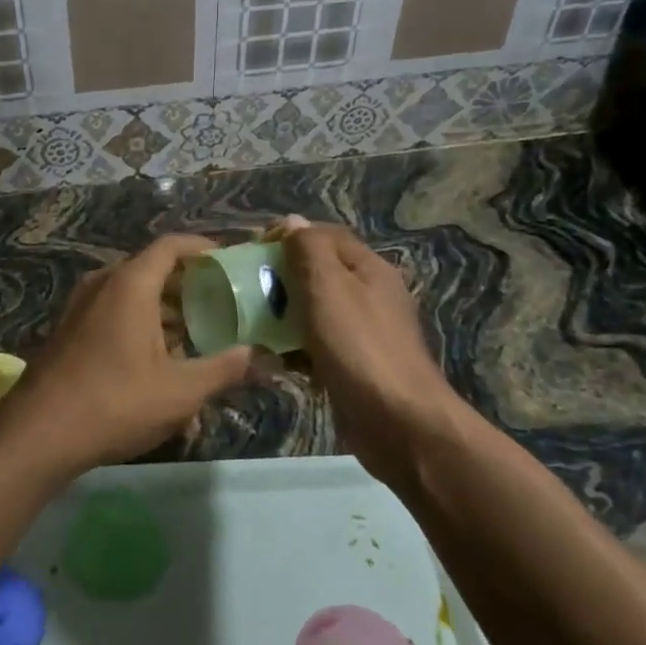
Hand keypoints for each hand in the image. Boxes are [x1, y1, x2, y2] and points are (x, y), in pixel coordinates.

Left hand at [6, 236, 254, 474]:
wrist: (39, 432)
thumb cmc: (116, 402)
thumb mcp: (180, 391)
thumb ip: (223, 369)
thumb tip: (256, 355)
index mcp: (130, 284)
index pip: (171, 246)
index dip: (203, 248)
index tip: (229, 261)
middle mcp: (103, 284)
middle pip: (152, 270)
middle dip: (187, 285)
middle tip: (220, 304)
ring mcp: (81, 306)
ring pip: (131, 295)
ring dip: (164, 310)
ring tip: (195, 338)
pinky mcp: (69, 330)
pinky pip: (113, 313)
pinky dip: (139, 324)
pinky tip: (157, 362)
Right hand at [272, 219, 468, 485]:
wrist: (399, 423)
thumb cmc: (359, 346)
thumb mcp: (327, 286)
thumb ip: (307, 249)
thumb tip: (292, 221)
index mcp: (368, 268)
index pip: (324, 236)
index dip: (288, 236)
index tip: (252, 250)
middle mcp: (369, 295)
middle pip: (318, 273)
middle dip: (281, 278)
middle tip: (246, 289)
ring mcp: (364, 334)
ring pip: (314, 312)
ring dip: (283, 316)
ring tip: (252, 325)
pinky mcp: (354, 367)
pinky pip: (317, 347)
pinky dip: (295, 350)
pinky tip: (274, 361)